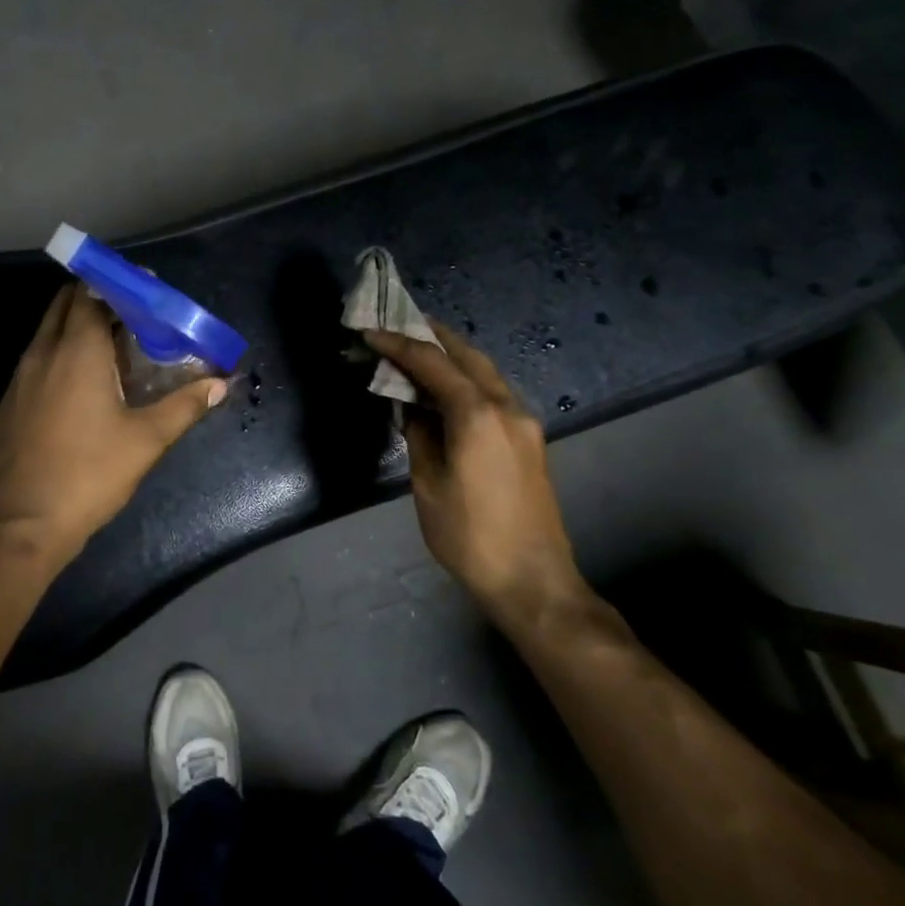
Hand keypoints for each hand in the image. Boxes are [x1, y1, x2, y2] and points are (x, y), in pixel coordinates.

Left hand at [0, 285, 227, 562]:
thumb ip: (185, 406)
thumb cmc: (89, 474)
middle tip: (133, 313)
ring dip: (77, 325)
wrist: (21, 525)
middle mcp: (42, 352)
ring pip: (48, 331)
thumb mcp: (146, 441)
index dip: (117, 284)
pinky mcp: (9, 402)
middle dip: (96, 297)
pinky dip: (60, 352)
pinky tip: (82, 383)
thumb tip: (220, 384)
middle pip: (65, 303)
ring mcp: (19, 377)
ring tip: (114, 345)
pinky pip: (37, 358)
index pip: (90, 293)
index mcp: (76, 351)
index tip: (146, 289)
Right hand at [365, 322, 585, 629]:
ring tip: (420, 348)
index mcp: (477, 416)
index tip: (370, 333)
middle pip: (467, 356)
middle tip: (400, 324)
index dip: (399, 345)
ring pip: (485, 371)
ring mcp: (524, 422)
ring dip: (452, 356)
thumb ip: (419, 435)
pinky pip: (493, 392)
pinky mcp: (529, 439)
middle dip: (433, 336)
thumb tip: (411, 407)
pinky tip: (447, 387)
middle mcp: (507, 408)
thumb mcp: (428, 484)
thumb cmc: (470, 536)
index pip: (433, 364)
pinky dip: (467, 378)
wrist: (534, 581)